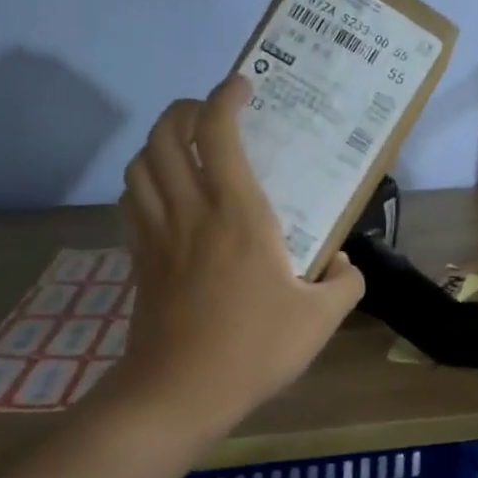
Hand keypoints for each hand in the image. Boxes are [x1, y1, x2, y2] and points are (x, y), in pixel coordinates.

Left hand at [109, 75, 363, 430]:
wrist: (181, 391)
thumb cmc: (254, 350)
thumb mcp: (320, 320)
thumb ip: (346, 284)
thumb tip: (345, 264)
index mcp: (237, 214)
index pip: (218, 133)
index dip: (225, 97)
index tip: (242, 87)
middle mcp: (190, 211)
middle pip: (165, 135)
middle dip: (184, 109)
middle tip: (209, 114)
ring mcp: (157, 234)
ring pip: (140, 164)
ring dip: (158, 143)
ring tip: (184, 149)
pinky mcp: (140, 259)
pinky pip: (132, 201)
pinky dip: (144, 181)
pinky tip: (164, 196)